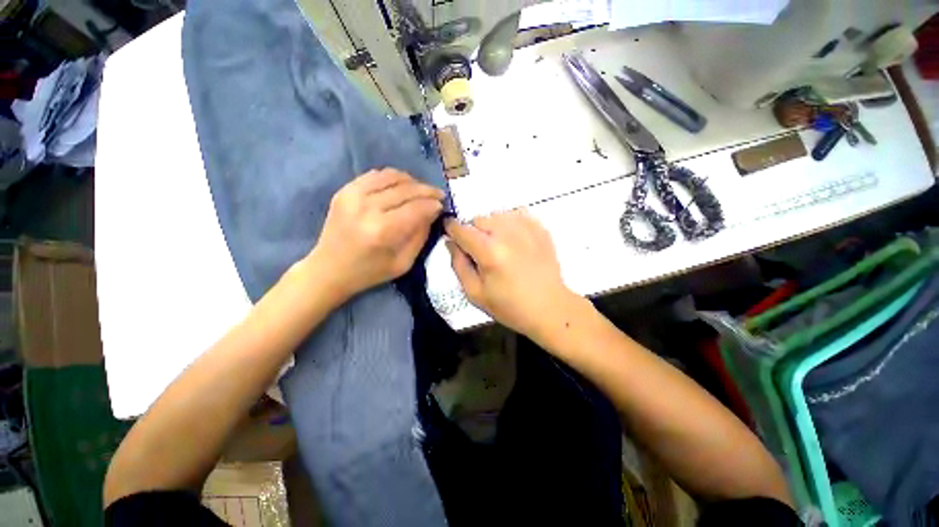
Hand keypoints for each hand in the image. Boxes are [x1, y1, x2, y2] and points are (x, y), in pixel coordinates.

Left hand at [308, 169, 442, 300]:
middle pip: (406, 189)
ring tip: (421, 190)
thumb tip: (432, 212)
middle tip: (438, 195)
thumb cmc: (369, 272)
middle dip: (427, 191)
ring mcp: (353, 195)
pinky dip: (392, 177)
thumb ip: (420, 236)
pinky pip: (375, 175)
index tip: (442, 206)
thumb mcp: (403, 263)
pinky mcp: (344, 191)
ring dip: (412, 181)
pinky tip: (401, 186)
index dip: (433, 204)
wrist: (328, 269)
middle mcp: (367, 208)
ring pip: (392, 176)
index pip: (416, 208)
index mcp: (382, 231)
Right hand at [444, 210, 577, 338]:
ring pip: (496, 214)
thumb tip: (450, 242)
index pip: (461, 229)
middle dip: (473, 232)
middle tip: (481, 251)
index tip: (450, 233)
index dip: (451, 228)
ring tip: (499, 246)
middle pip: (478, 219)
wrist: (549, 308)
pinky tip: (514, 239)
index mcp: (489, 251)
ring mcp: (526, 228)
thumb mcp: (475, 293)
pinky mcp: (540, 228)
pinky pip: (517, 213)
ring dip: (491, 227)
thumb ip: (458, 265)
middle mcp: (506, 233)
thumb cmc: (509, 306)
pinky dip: (510, 222)